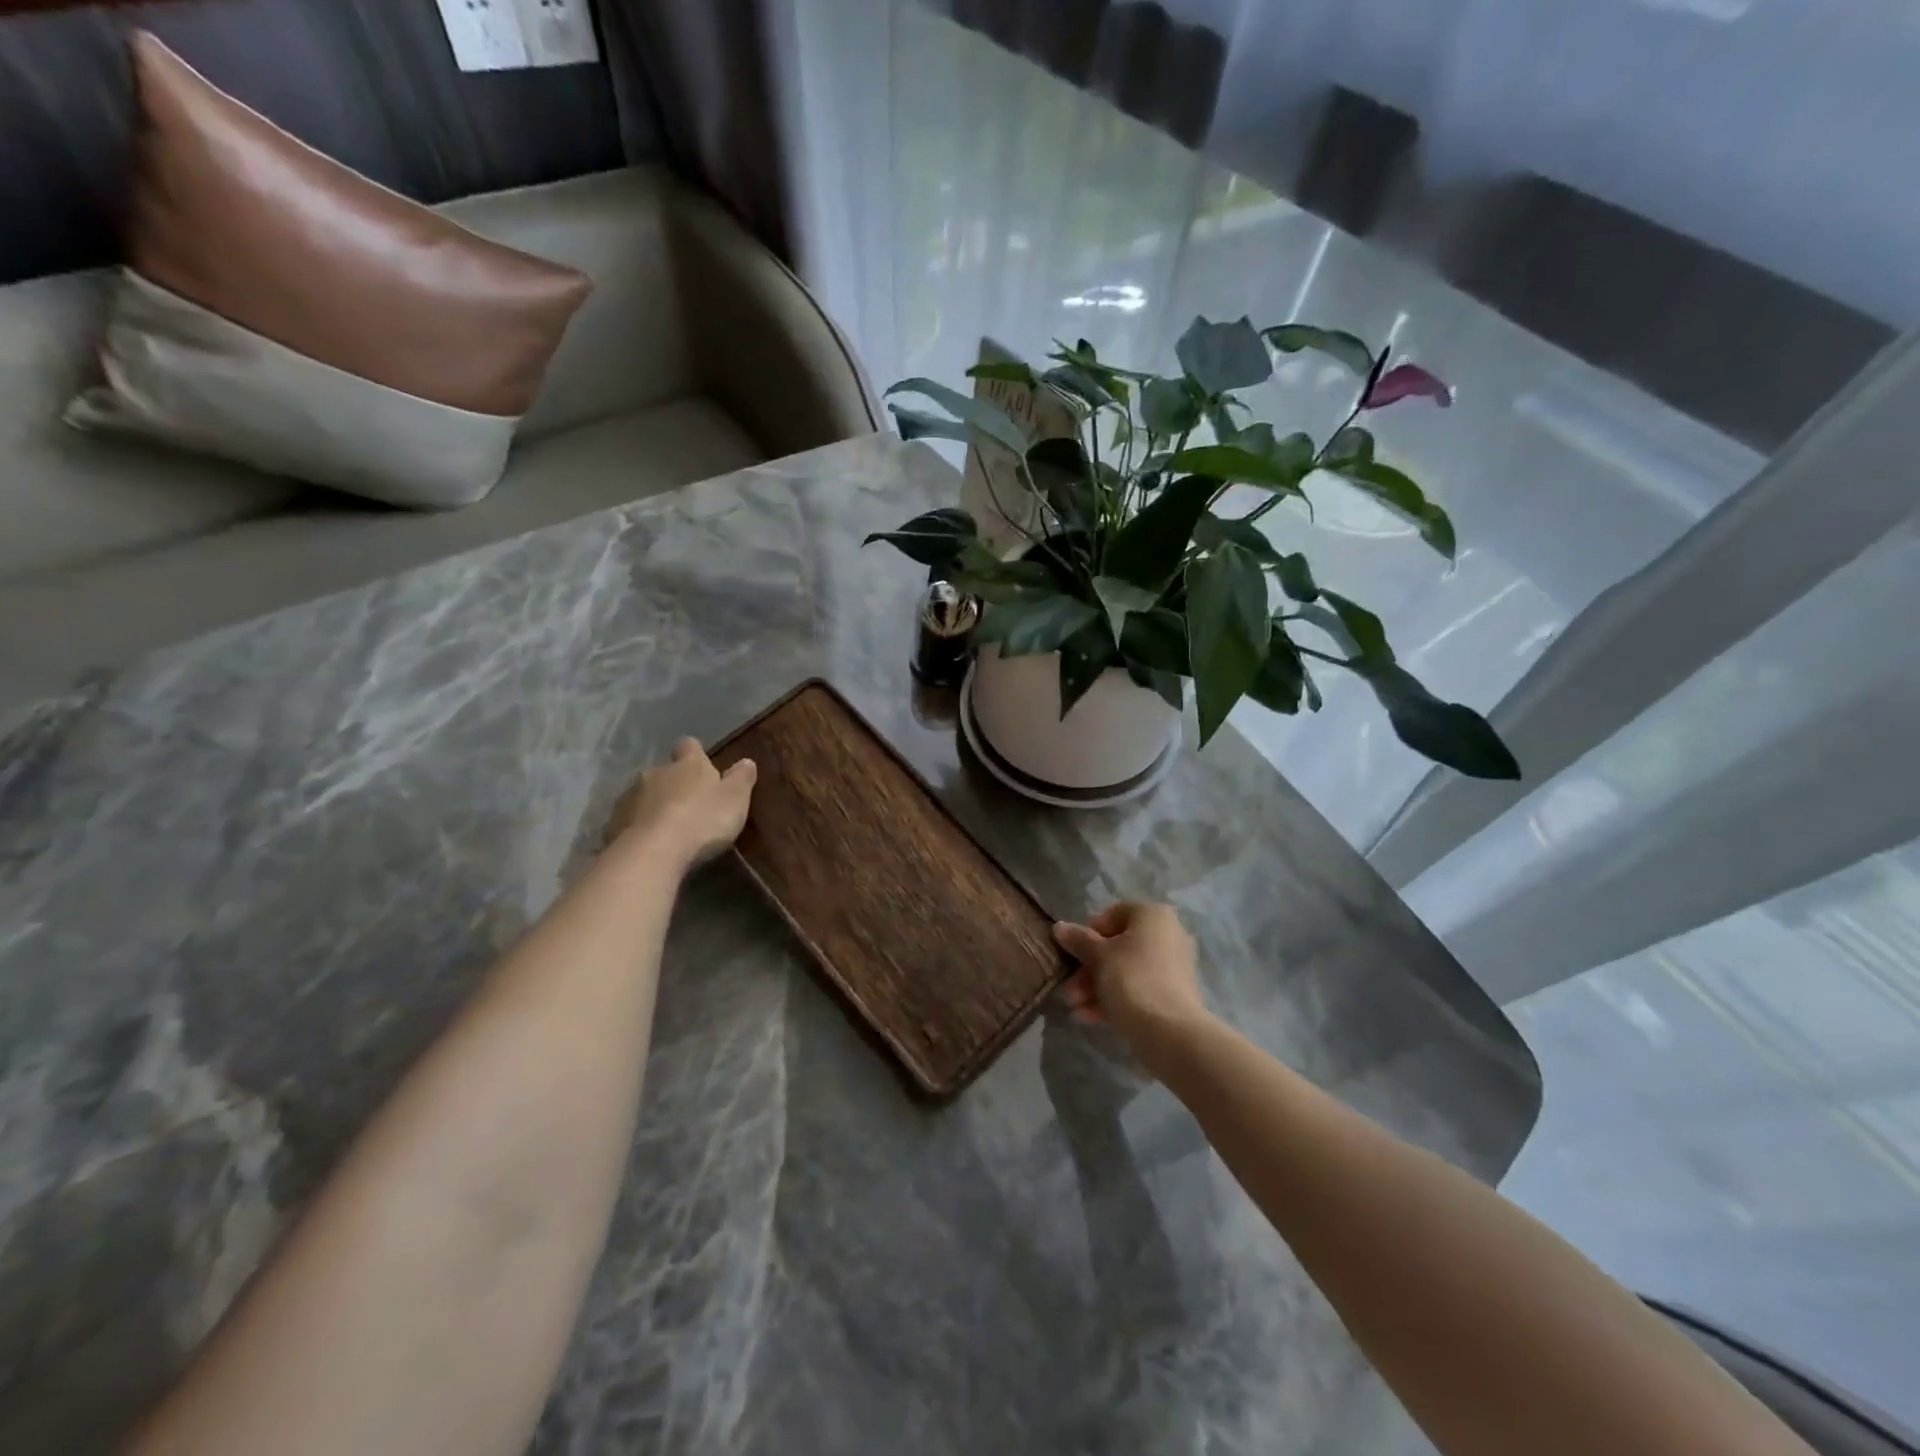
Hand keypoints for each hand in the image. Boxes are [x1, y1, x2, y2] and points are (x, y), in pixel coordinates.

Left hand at [609, 738, 756, 868]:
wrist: (653, 852)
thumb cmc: (702, 820)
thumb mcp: (735, 799)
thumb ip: (741, 778)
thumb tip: (746, 761)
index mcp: (688, 764)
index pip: (689, 746)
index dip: (695, 754)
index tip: (702, 765)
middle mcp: (655, 772)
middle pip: (664, 772)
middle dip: (673, 784)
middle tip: (687, 805)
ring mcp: (630, 797)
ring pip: (644, 795)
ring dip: (654, 806)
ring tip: (666, 829)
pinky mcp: (613, 823)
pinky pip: (628, 820)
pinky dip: (638, 827)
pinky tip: (648, 844)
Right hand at [1053, 903, 1211, 1062]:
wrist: (1171, 1033)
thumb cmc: (1131, 979)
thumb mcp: (1098, 956)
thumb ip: (1078, 940)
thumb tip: (1059, 927)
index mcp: (1153, 915)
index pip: (1111, 915)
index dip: (1087, 934)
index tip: (1073, 954)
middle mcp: (1167, 935)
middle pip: (1116, 947)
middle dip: (1088, 969)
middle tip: (1069, 989)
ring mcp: (1172, 967)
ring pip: (1124, 971)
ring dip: (1095, 987)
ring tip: (1074, 1006)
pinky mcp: (1172, 996)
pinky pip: (1137, 990)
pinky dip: (1113, 999)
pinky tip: (1087, 1017)